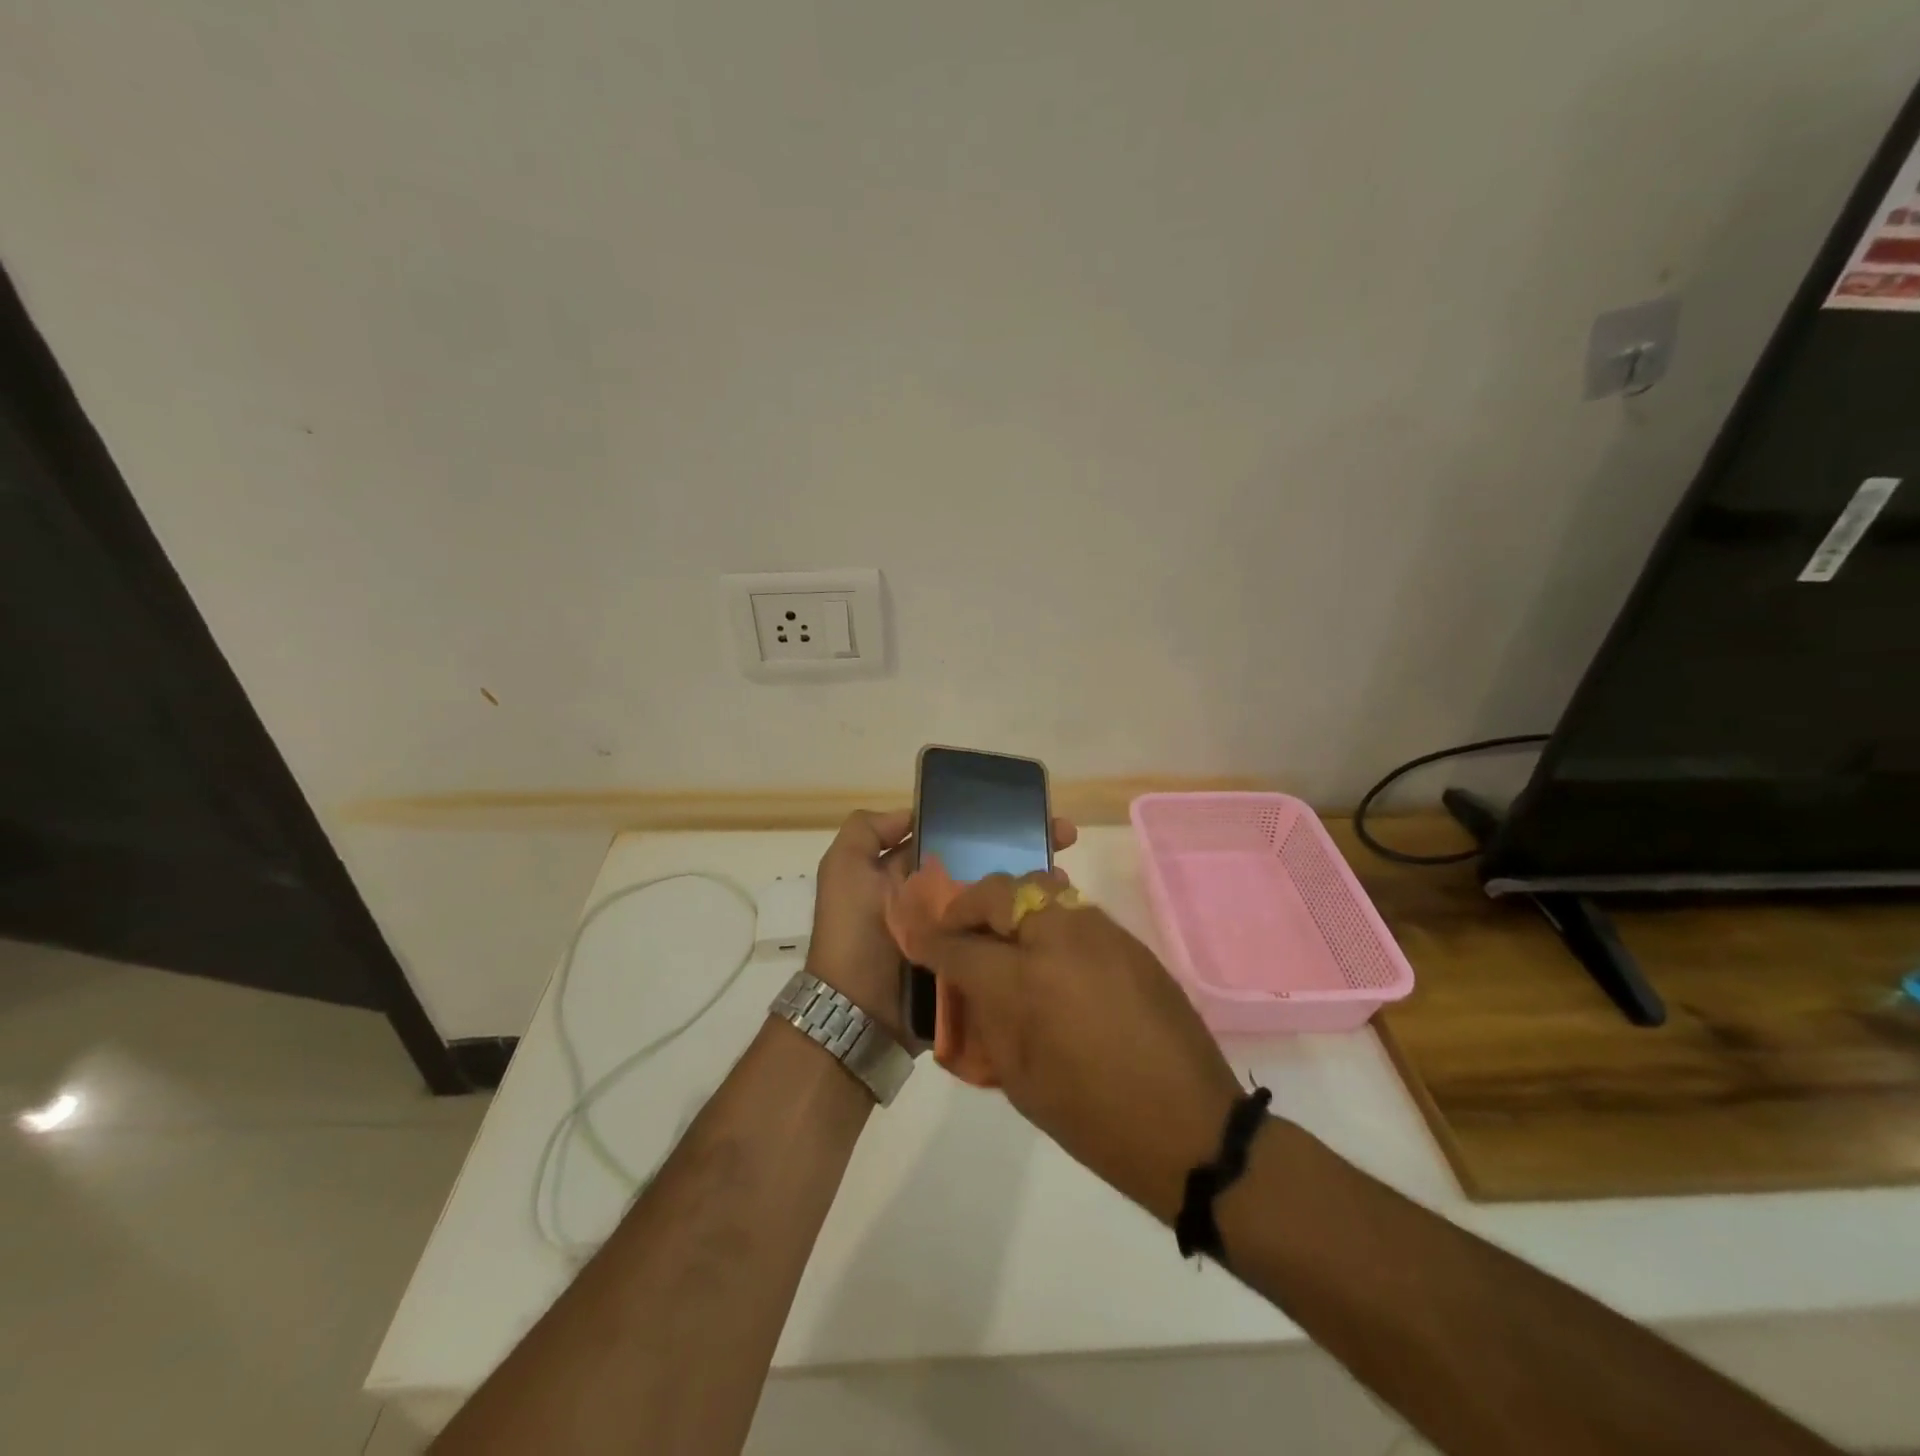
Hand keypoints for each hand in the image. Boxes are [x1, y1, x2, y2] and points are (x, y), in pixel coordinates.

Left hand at [806, 811, 1078, 1043]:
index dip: (985, 823)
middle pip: (985, 865)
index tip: (1022, 811)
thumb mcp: (842, 870)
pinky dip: (1028, 922)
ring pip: (1000, 898)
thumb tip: (913, 813)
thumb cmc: (852, 934)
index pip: (954, 839)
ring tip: (1066, 873)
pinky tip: (1060, 907)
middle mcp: (937, 898)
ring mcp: (959, 931)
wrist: (858, 1014)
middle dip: (1023, 847)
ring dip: (1033, 882)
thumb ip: (866, 832)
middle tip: (1063, 837)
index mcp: (910, 874)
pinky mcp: (975, 961)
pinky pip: (1004, 936)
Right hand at [905, 872, 1243, 1223]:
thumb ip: (988, 1020)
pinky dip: (1047, 917)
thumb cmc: (1094, 1120)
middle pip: (998, 892)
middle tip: (961, 931)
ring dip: (1010, 905)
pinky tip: (1049, 952)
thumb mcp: (1020, 1081)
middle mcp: (1059, 940)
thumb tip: (969, 985)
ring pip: (1039, 888)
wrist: (1190, 1126)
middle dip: (969, 907)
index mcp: (1024, 983)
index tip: (916, 938)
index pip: (959, 945)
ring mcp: (1098, 932)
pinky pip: (1074, 909)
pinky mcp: (1128, 939)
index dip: (930, 941)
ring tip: (1004, 937)